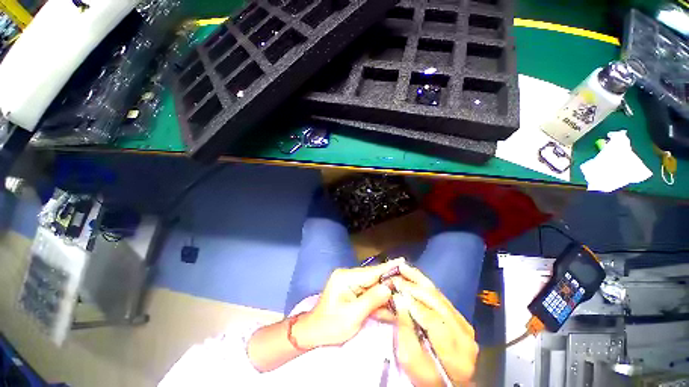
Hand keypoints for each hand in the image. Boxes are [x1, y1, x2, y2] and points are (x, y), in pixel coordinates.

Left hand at [293, 259, 403, 347]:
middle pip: (373, 277)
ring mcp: (349, 281)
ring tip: (401, 292)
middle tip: (407, 282)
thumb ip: (371, 300)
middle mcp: (348, 275)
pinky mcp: (350, 289)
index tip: (403, 261)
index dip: (388, 268)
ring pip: (372, 284)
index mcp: (345, 278)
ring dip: (384, 291)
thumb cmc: (330, 325)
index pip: (371, 272)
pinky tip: (388, 302)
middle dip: (389, 281)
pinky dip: (377, 297)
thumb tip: (388, 287)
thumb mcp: (352, 316)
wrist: (313, 332)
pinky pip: (367, 291)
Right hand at [392, 264, 477, 386]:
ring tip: (404, 267)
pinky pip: (441, 297)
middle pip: (437, 303)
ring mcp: (465, 324)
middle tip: (395, 276)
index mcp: (454, 352)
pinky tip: (415, 276)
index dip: (413, 303)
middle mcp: (464, 335)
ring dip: (419, 280)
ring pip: (439, 296)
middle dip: (413, 287)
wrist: (448, 382)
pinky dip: (426, 285)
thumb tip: (399, 300)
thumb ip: (405, 329)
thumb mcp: (410, 359)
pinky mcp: (461, 318)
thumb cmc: (426, 377)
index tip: (395, 291)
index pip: (433, 320)